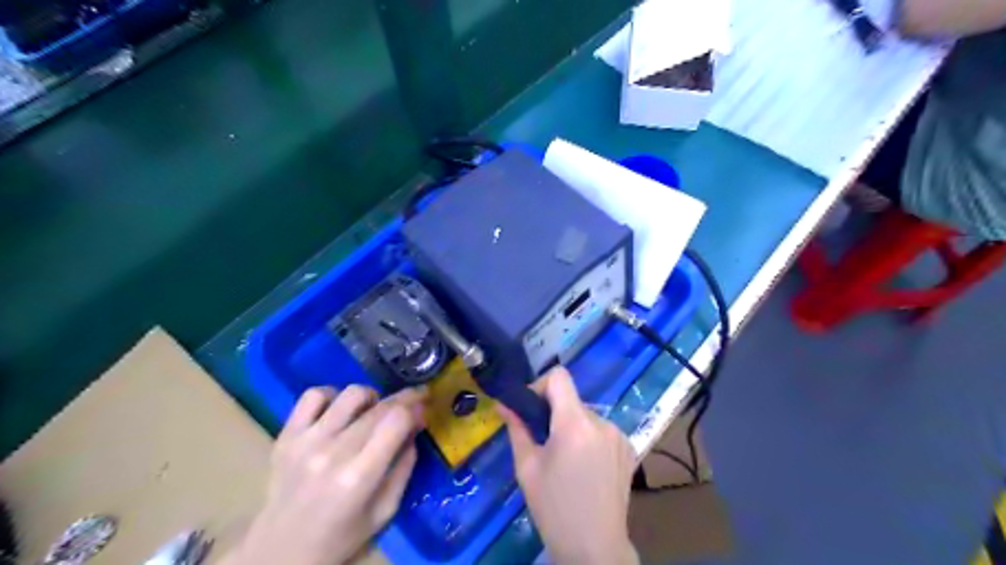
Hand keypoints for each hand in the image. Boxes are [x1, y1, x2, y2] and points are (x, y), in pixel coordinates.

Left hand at [222, 385, 426, 563]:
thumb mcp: (385, 510)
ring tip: (372, 411)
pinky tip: (339, 411)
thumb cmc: (340, 536)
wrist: (280, 550)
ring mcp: (305, 441)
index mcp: (359, 477)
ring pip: (350, 394)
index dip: (415, 407)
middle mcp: (332, 452)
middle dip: (403, 399)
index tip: (423, 408)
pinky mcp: (286, 435)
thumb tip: (416, 425)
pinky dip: (333, 395)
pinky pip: (313, 395)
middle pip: (379, 406)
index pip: (396, 420)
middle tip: (412, 402)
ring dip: (371, 397)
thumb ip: (404, 465)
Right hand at [501, 366, 638, 563]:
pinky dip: (589, 438)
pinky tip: (585, 466)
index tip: (530, 410)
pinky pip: (601, 430)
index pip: (559, 376)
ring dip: (571, 427)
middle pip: (571, 399)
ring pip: (586, 416)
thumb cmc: (554, 508)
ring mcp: (619, 435)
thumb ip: (517, 428)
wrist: (594, 548)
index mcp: (575, 423)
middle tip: (541, 441)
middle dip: (553, 413)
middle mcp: (602, 422)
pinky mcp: (629, 448)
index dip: (540, 386)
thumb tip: (503, 403)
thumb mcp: (527, 467)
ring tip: (565, 459)